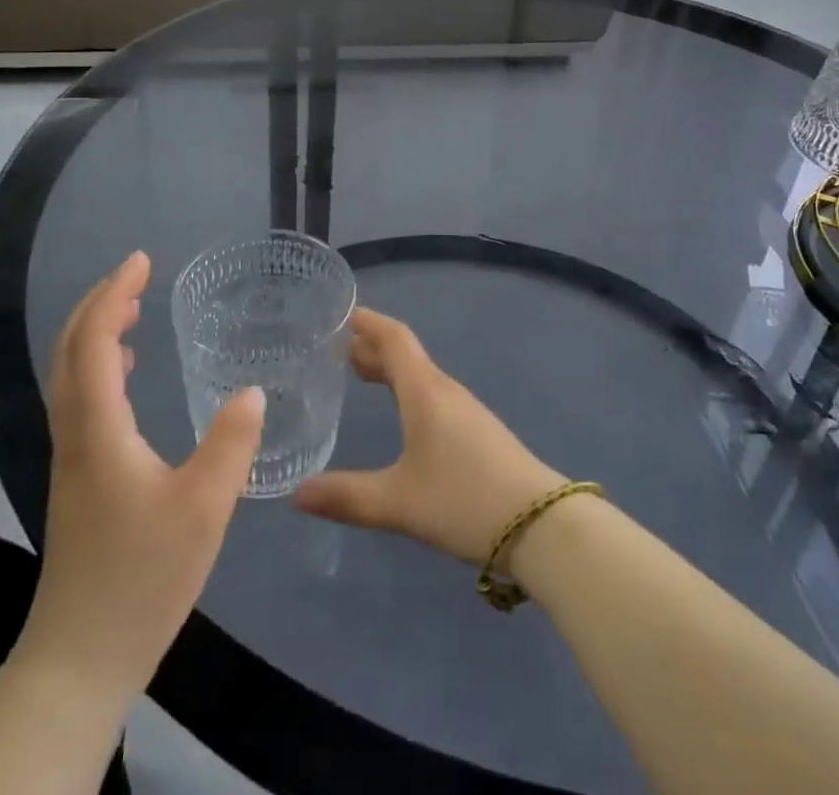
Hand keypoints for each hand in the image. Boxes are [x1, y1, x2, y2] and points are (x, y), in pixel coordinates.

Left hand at [12, 251, 263, 703]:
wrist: (79, 660)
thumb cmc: (142, 578)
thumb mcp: (203, 509)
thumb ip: (230, 444)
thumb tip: (250, 391)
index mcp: (98, 431)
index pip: (94, 343)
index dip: (114, 295)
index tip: (141, 260)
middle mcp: (75, 435)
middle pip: (70, 352)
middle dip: (99, 304)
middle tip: (137, 275)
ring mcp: (71, 459)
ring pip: (71, 376)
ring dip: (96, 333)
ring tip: (133, 311)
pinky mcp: (77, 480)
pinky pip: (80, 400)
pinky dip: (99, 366)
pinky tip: (128, 375)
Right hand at [294, 309, 566, 567]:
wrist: (542, 525)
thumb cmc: (464, 500)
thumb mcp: (399, 502)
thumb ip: (347, 497)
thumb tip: (296, 494)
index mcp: (425, 391)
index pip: (394, 338)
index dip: (368, 323)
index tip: (342, 315)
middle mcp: (445, 391)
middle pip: (405, 355)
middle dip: (372, 348)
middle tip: (338, 351)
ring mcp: (465, 411)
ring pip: (420, 376)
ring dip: (391, 370)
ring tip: (361, 376)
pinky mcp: (477, 433)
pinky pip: (433, 395)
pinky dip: (408, 392)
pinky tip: (402, 415)